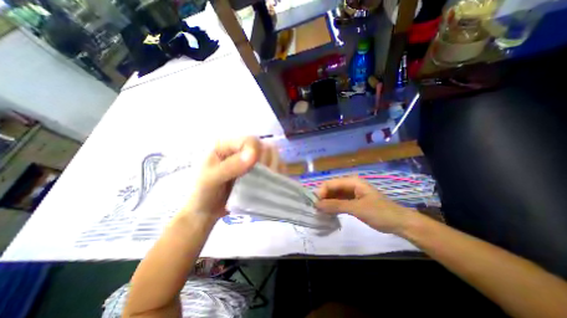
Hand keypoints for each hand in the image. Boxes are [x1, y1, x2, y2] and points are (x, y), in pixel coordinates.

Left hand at [182, 137, 283, 223]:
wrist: (207, 210)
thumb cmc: (203, 192)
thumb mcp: (210, 178)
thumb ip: (230, 166)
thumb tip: (253, 156)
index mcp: (228, 145)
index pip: (250, 141)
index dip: (256, 151)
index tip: (256, 167)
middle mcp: (243, 150)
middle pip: (265, 147)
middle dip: (267, 162)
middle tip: (262, 177)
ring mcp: (252, 161)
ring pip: (273, 158)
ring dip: (274, 168)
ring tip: (267, 182)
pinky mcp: (259, 172)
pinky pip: (274, 168)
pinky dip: (277, 174)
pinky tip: (273, 182)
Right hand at [314, 176, 412, 232]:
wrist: (400, 223)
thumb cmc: (379, 213)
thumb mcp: (356, 208)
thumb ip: (336, 206)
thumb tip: (316, 205)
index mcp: (351, 181)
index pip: (330, 183)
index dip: (320, 192)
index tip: (315, 205)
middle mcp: (350, 184)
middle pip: (331, 188)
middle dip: (323, 198)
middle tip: (316, 210)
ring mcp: (352, 193)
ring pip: (334, 195)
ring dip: (327, 202)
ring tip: (320, 212)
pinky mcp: (353, 201)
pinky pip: (339, 201)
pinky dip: (333, 206)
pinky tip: (328, 213)